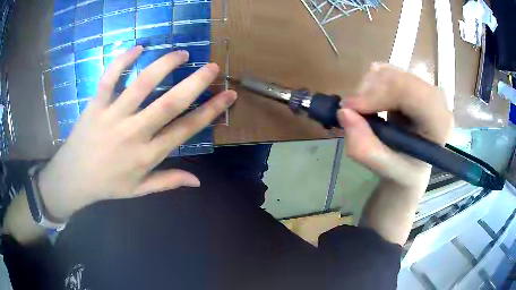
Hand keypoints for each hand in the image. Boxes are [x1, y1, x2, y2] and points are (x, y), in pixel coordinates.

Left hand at [38, 46, 236, 219]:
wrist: (73, 179)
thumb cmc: (107, 185)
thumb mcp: (139, 190)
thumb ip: (168, 182)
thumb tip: (198, 181)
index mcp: (147, 155)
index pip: (185, 129)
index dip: (209, 111)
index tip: (227, 95)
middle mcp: (133, 133)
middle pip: (169, 103)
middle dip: (195, 83)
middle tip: (213, 67)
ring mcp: (112, 116)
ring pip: (141, 84)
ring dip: (164, 65)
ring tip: (182, 54)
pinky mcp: (96, 105)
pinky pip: (109, 78)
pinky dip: (122, 60)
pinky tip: (138, 47)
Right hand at [338, 63, 453, 190]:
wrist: (413, 164)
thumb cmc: (404, 170)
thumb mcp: (385, 169)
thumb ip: (365, 148)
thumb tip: (343, 112)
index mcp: (438, 121)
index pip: (408, 91)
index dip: (376, 94)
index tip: (350, 109)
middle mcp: (435, 98)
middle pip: (396, 77)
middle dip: (368, 92)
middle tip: (352, 113)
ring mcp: (424, 85)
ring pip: (387, 71)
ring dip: (367, 89)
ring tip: (366, 112)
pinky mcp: (412, 80)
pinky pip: (385, 71)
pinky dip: (371, 85)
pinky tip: (374, 104)